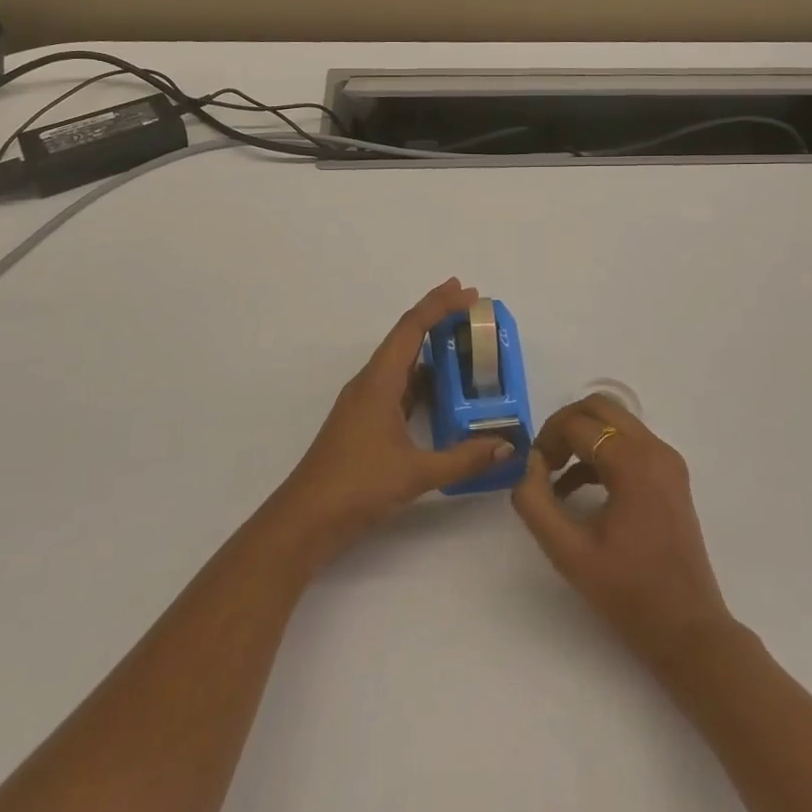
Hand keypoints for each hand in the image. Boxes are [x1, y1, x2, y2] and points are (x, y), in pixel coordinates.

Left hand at [274, 279, 515, 565]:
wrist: (305, 520)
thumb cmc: (357, 486)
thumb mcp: (415, 473)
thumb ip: (463, 458)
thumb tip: (506, 445)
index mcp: (379, 381)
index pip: (411, 328)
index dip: (439, 305)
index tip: (468, 291)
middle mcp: (370, 383)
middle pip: (406, 337)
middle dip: (437, 317)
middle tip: (472, 307)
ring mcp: (365, 403)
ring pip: (402, 363)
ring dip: (430, 349)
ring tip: (464, 343)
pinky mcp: (365, 422)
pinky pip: (399, 387)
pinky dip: (422, 379)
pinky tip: (442, 390)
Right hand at [512, 393, 733, 665]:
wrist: (687, 631)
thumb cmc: (627, 592)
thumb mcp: (567, 551)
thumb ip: (535, 502)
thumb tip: (528, 465)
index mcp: (633, 462)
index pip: (578, 424)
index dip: (547, 440)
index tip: (532, 471)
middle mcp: (655, 450)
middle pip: (600, 407)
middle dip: (565, 427)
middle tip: (544, 462)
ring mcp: (667, 461)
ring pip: (615, 422)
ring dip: (582, 438)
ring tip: (556, 477)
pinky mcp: (671, 477)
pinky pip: (629, 444)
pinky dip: (601, 453)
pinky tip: (579, 490)